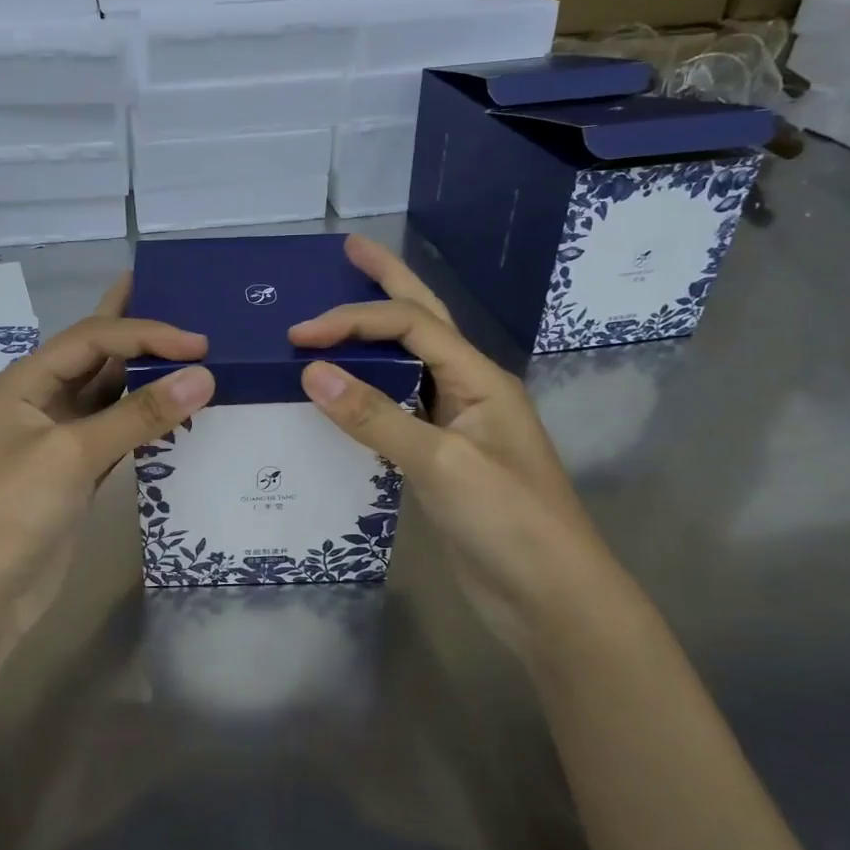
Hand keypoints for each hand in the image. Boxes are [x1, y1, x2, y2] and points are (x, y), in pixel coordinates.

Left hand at [0, 274, 214, 658]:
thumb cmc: (10, 511)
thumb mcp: (71, 454)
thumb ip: (138, 415)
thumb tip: (204, 377)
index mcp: (22, 383)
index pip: (92, 339)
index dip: (145, 333)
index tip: (198, 344)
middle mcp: (38, 402)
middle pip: (95, 357)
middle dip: (135, 332)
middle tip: (179, 303)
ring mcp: (56, 441)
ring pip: (107, 396)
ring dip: (145, 379)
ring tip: (188, 353)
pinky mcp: (73, 476)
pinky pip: (115, 435)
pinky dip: (144, 423)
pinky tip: (173, 412)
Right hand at [288, 235, 626, 651]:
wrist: (550, 600)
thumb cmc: (508, 523)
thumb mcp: (441, 464)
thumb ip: (376, 417)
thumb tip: (312, 371)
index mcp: (480, 379)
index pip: (411, 326)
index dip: (354, 319)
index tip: (300, 334)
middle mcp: (469, 391)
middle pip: (424, 322)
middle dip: (387, 282)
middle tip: (348, 250)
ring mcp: (456, 426)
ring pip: (410, 365)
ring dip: (375, 335)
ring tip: (339, 310)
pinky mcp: (441, 460)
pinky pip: (398, 410)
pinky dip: (368, 392)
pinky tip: (343, 391)